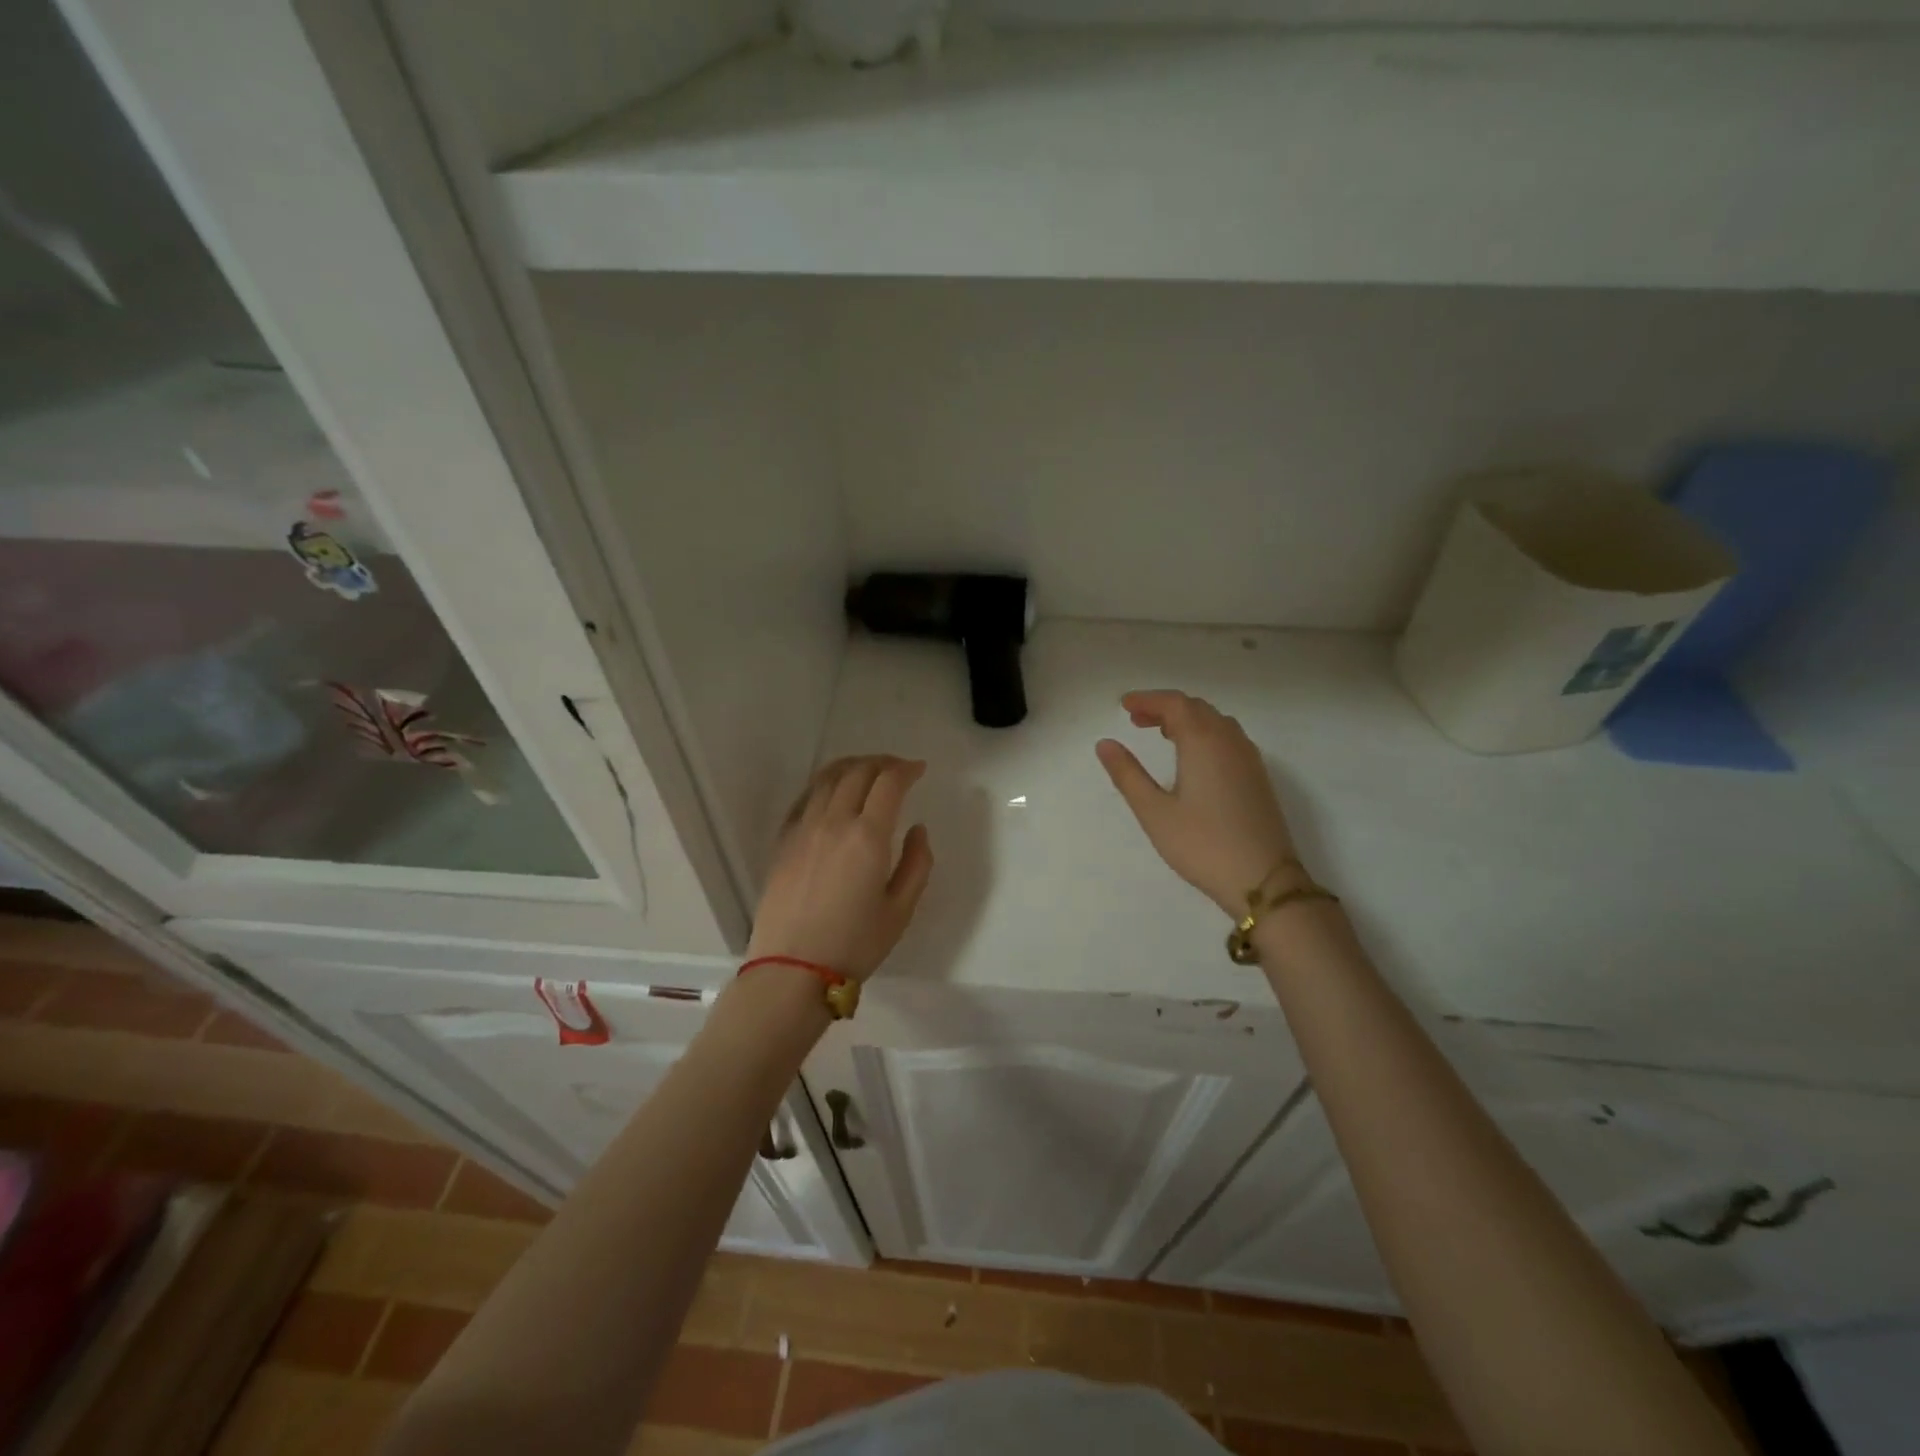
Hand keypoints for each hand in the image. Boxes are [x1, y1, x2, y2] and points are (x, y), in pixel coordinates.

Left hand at [748, 756, 934, 981]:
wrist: (792, 970)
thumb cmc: (854, 944)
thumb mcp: (901, 910)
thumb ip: (917, 864)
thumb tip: (917, 829)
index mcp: (868, 836)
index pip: (889, 783)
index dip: (906, 769)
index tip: (919, 769)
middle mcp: (834, 822)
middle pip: (857, 772)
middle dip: (882, 762)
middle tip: (897, 768)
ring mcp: (803, 828)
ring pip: (827, 778)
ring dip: (852, 766)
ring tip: (867, 770)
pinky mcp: (783, 841)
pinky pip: (805, 797)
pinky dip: (824, 784)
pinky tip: (832, 791)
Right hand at [1096, 690, 1298, 916]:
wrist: (1263, 880)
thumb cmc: (1202, 845)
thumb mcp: (1154, 812)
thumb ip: (1128, 774)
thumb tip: (1105, 743)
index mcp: (1203, 741)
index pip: (1174, 704)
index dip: (1147, 699)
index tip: (1123, 705)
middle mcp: (1229, 740)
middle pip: (1196, 708)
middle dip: (1165, 707)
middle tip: (1136, 719)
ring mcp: (1249, 758)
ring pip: (1216, 722)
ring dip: (1187, 719)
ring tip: (1161, 733)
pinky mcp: (1258, 777)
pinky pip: (1229, 738)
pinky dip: (1206, 733)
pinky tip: (1194, 757)